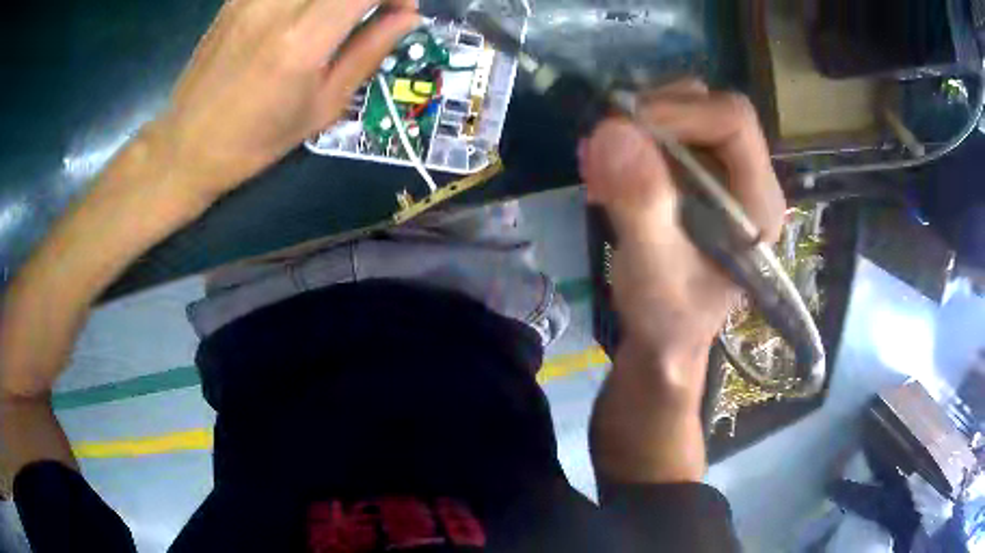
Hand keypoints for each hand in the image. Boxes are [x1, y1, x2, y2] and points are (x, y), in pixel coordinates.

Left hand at [150, 0, 419, 197]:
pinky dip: (307, 0)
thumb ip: (369, 51)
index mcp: (302, 40)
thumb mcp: (322, 106)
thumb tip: (407, 16)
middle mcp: (276, 5)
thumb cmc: (255, 140)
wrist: (186, 145)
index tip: (400, 10)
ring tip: (337, 15)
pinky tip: (303, 15)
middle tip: (371, 10)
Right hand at [579, 82, 785, 400]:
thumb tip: (613, 130)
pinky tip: (607, 172)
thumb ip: (640, 206)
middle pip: (709, 107)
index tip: (625, 128)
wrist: (665, 336)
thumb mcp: (652, 271)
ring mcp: (722, 173)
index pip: (734, 121)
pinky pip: (666, 133)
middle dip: (654, 114)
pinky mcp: (698, 176)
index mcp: (758, 202)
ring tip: (602, 162)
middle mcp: (747, 178)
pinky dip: (631, 140)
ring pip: (685, 112)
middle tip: (607, 143)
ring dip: (638, 126)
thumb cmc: (668, 316)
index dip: (680, 111)